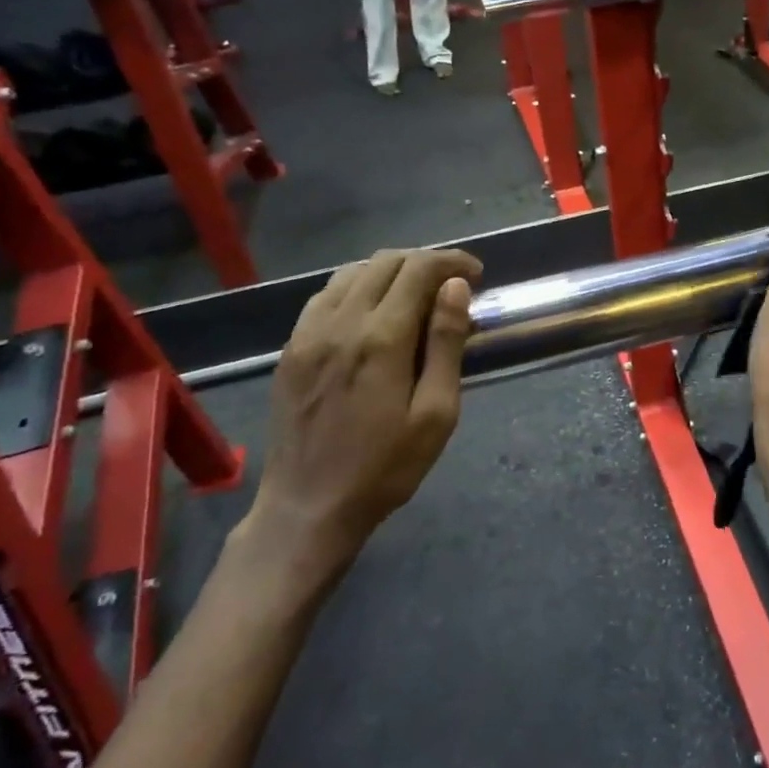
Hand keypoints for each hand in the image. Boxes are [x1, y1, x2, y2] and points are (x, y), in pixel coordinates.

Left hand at [250, 248, 481, 565]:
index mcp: (382, 338)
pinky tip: (371, 312)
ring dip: (390, 271)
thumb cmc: (385, 467)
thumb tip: (455, 288)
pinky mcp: (291, 348)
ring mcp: (309, 332)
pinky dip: (357, 288)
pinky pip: (326, 295)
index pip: (419, 269)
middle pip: (386, 261)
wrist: (308, 506)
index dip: (452, 262)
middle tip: (451, 287)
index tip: (476, 275)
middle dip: (425, 262)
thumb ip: (446, 344)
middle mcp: (341, 322)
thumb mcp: (435, 414)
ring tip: (415, 296)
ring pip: (352, 272)